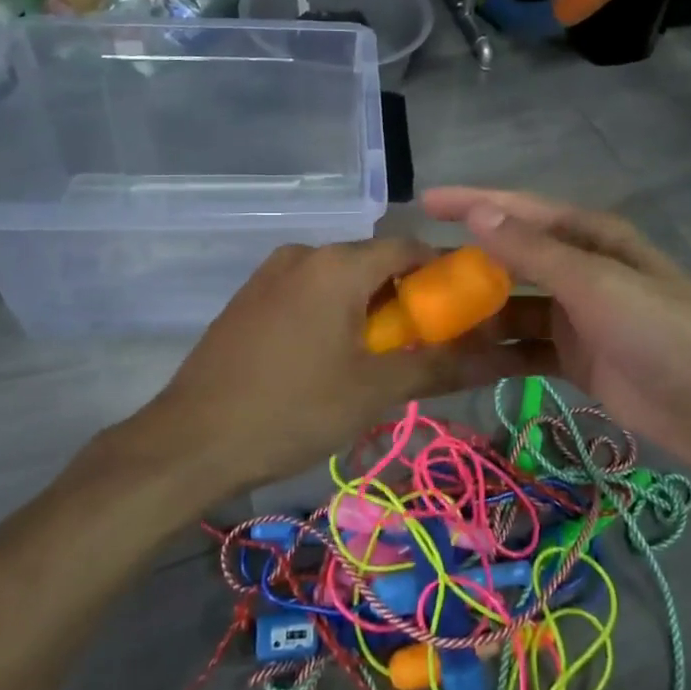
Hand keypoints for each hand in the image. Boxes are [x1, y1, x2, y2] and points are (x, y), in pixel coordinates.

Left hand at [135, 238, 554, 493]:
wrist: (188, 442)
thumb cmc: (291, 410)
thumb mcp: (373, 391)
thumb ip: (438, 366)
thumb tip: (501, 358)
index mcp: (336, 264)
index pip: (408, 247)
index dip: (443, 272)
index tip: (466, 308)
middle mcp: (303, 254)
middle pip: (373, 262)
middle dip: (406, 296)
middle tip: (426, 343)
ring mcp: (270, 274)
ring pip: (339, 279)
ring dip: (369, 307)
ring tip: (382, 358)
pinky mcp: (250, 298)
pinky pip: (309, 292)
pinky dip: (335, 313)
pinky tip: (334, 358)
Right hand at [421, 187, 690, 468]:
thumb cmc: (658, 329)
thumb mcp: (594, 282)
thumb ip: (533, 251)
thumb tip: (478, 213)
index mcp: (591, 236)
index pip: (520, 210)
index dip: (473, 203)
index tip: (425, 202)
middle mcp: (581, 268)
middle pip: (514, 258)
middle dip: (469, 262)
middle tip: (417, 271)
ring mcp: (577, 314)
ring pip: (515, 305)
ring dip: (479, 311)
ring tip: (429, 320)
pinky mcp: (575, 357)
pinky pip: (525, 346)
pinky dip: (497, 350)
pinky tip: (462, 357)